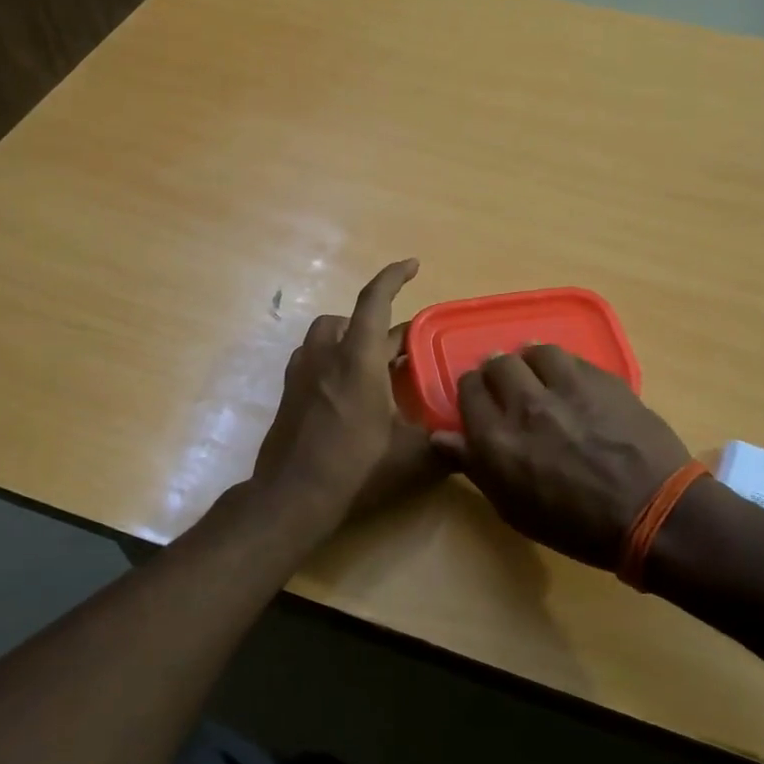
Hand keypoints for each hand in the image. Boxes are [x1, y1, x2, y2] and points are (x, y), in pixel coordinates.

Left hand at [251, 259, 447, 536]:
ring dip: (353, 337)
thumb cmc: (355, 469)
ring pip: (328, 334)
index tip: (413, 265)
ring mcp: (302, 371)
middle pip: (353, 319)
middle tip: (408, 348)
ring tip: (375, 363)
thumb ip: (445, 444)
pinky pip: (314, 357)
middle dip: (383, 325)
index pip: (375, 300)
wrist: (292, 497)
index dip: (394, 276)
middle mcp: (326, 354)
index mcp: (358, 359)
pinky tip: (347, 388)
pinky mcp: (289, 391)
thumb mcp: (411, 458)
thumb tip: (473, 442)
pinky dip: (333, 358)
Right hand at [434, 345, 692, 569]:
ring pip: (533, 351)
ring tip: (540, 378)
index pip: (467, 390)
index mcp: (496, 439)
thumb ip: (475, 465)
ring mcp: (566, 386)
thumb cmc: (576, 525)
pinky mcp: (601, 378)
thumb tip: (441, 436)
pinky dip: (562, 366)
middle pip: (497, 364)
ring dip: (530, 363)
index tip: (480, 402)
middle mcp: (525, 403)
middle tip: (510, 390)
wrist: (652, 514)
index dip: (472, 393)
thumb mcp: (514, 507)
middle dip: (498, 374)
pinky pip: (570, 357)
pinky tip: (571, 382)